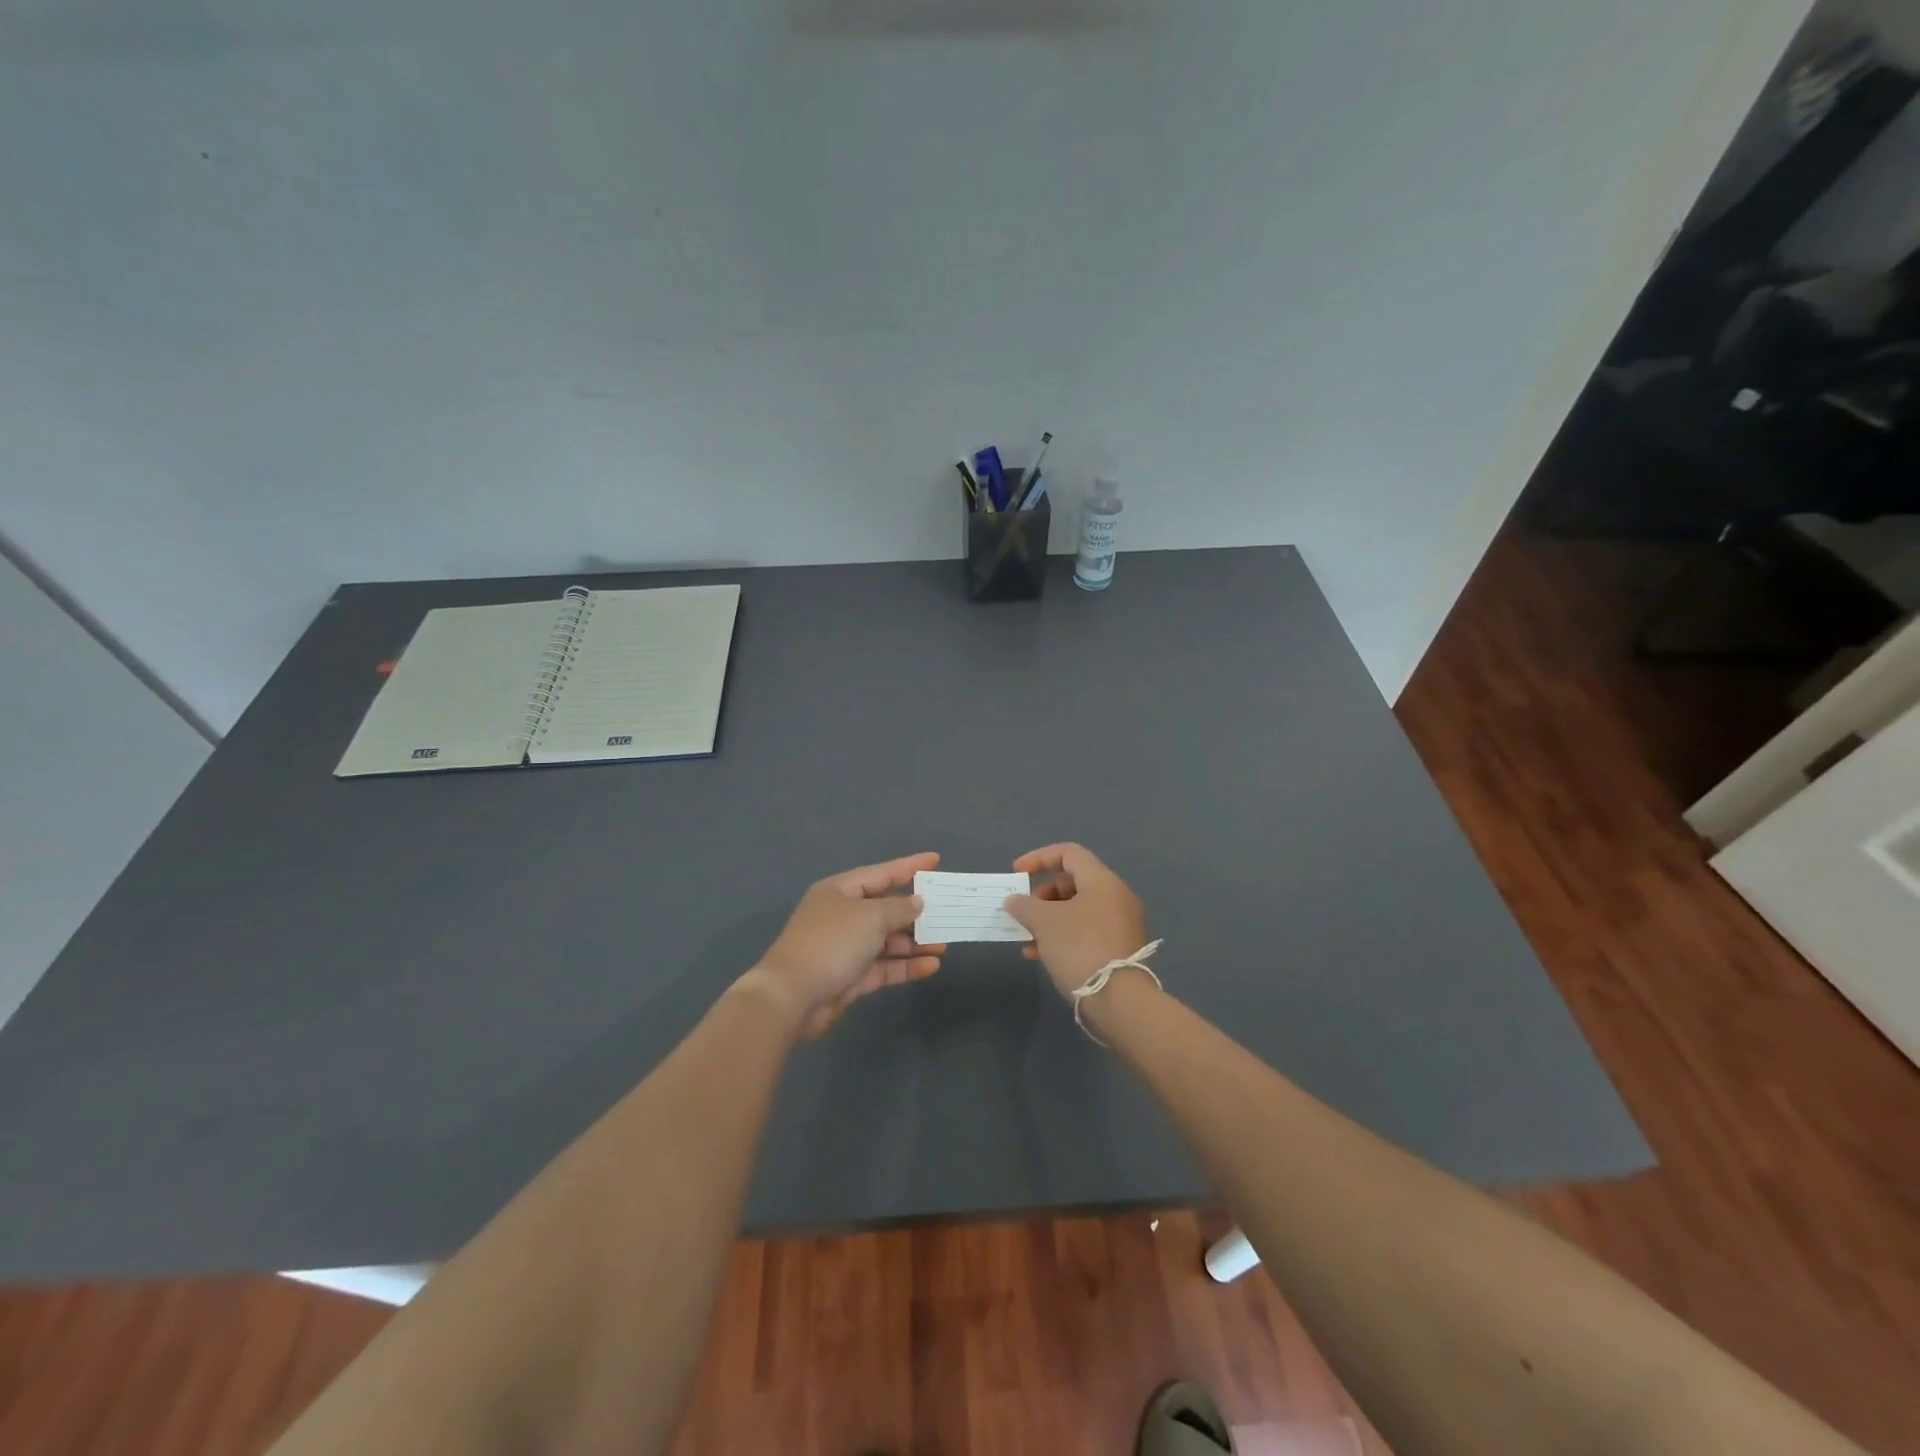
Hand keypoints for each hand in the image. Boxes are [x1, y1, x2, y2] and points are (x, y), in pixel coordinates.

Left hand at [748, 852, 945, 1038]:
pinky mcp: (851, 977)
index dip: (909, 867)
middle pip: (885, 908)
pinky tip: (932, 965)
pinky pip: (885, 965)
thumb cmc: (832, 943)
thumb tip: (917, 903)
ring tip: (944, 943)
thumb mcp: (870, 917)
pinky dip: (907, 965)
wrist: (792, 997)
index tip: (936, 860)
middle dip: (916, 911)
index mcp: (840, 891)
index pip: (881, 873)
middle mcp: (843, 916)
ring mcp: (846, 948)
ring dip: (915, 942)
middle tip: (947, 911)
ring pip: (888, 940)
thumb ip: (899, 908)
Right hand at [1004, 843, 1147, 998]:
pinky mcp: (1118, 948)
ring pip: (1076, 909)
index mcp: (1102, 881)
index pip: (1068, 853)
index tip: (1016, 873)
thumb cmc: (1080, 948)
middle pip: (1072, 882)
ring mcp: (1120, 923)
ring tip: (1027, 939)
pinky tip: (1040, 955)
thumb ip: (1024, 905)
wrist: (1119, 1001)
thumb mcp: (1044, 922)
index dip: (1039, 858)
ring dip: (1048, 919)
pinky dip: (1062, 935)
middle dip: (1041, 895)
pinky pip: (1085, 930)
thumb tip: (1014, 900)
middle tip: (1023, 912)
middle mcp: (1115, 896)